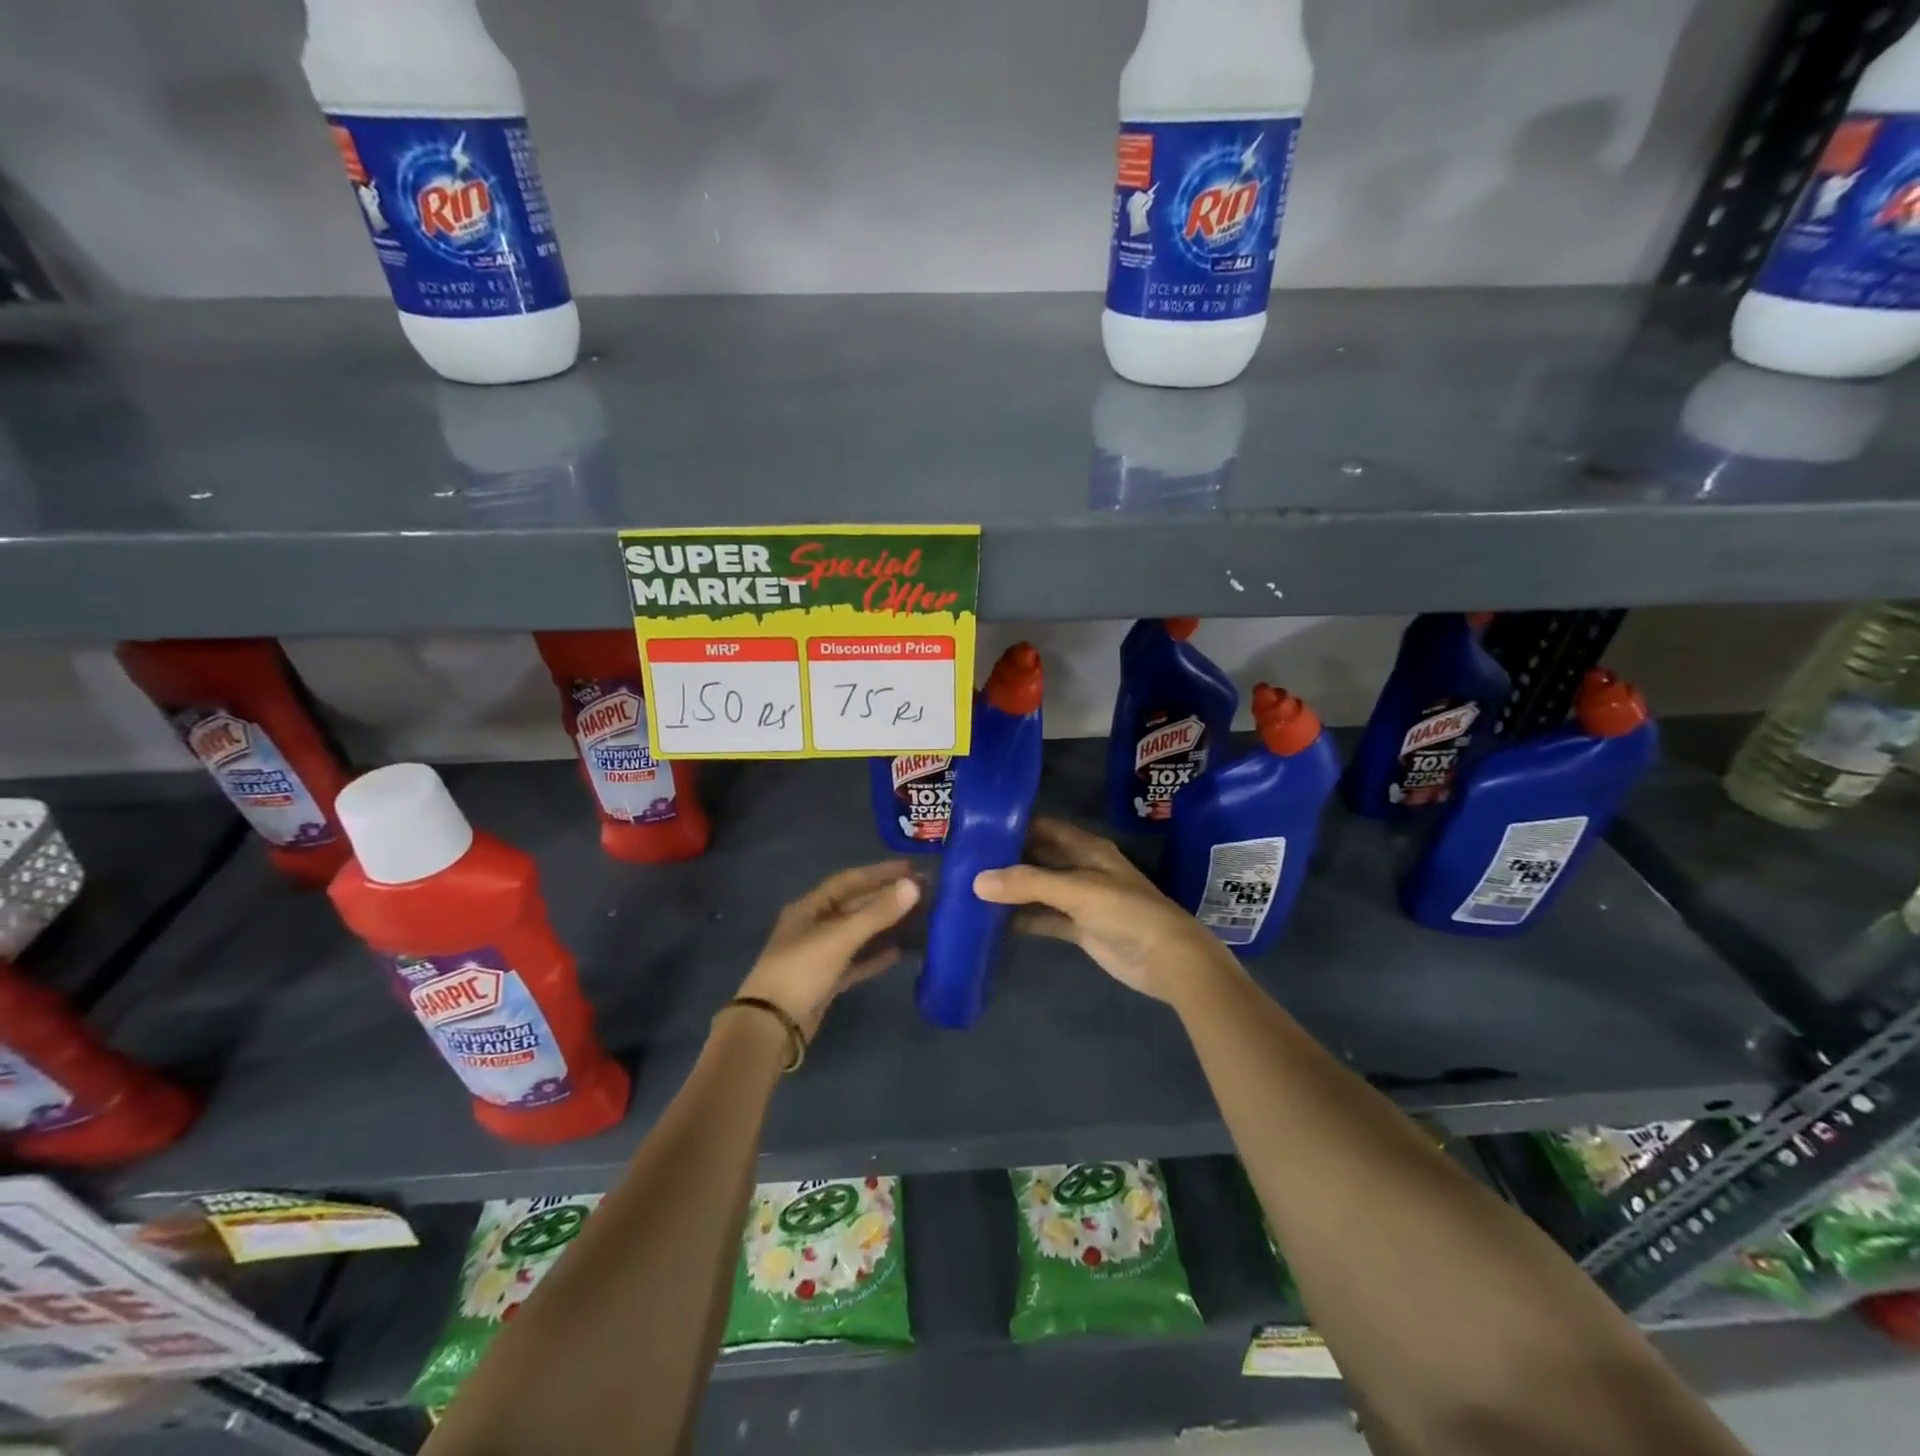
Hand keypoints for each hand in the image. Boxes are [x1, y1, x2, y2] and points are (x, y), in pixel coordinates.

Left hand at [736, 861, 921, 1037]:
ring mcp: (820, 954)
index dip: (879, 873)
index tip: (911, 868)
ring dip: (885, 925)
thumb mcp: (839, 938)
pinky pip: (857, 961)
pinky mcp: (827, 980)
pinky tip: (899, 952)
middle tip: (922, 892)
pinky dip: (876, 955)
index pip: (849, 880)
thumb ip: (877, 913)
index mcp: (810, 908)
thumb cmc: (801, 971)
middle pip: (855, 905)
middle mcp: (814, 926)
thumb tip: (913, 885)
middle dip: (886, 898)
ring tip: (917, 917)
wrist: (772, 1026)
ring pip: (858, 932)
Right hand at [972, 818, 1240, 1002]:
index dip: (1015, 826)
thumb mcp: (1077, 890)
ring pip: (1039, 890)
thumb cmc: (1126, 911)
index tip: (979, 829)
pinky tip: (993, 922)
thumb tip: (977, 881)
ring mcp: (1080, 900)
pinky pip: (1044, 918)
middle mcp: (1081, 868)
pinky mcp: (1079, 928)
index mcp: (1087, 848)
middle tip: (965, 861)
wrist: (1166, 959)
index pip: (1044, 828)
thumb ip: (1028, 884)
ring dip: (1012, 891)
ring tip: (970, 890)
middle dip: (1007, 859)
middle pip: (1039, 858)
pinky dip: (1023, 919)